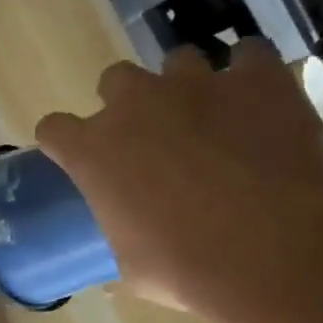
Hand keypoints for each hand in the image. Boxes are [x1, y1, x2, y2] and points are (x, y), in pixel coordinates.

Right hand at [36, 42, 322, 317]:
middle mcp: (135, 105)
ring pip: (179, 61)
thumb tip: (132, 246)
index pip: (54, 129)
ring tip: (212, 117)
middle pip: (115, 80)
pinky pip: (249, 56)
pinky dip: (252, 75)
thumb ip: (124, 236)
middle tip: (151, 136)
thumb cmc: (184, 266)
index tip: (75, 155)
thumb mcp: (134, 266)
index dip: (64, 141)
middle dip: (128, 103)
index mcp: (93, 151)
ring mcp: (195, 84)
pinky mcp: (255, 78)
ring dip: (187, 87)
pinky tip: (261, 100)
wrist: (269, 247)